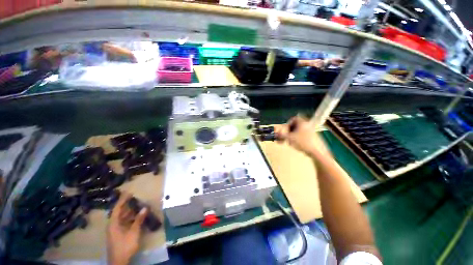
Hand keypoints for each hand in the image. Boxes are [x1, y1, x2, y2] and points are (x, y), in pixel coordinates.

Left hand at [107, 192, 146, 264]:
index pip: (117, 208)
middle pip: (119, 212)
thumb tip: (145, 208)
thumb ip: (139, 219)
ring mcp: (115, 230)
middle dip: (127, 205)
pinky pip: (124, 222)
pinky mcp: (119, 234)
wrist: (119, 261)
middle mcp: (113, 225)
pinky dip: (130, 218)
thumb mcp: (133, 232)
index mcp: (113, 223)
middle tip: (135, 198)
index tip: (129, 192)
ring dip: (130, 212)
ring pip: (122, 218)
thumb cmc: (125, 245)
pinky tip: (137, 216)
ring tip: (138, 205)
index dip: (123, 200)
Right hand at [275, 116, 331, 158]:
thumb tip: (275, 134)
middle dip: (289, 131)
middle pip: (296, 125)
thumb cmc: (303, 142)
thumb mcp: (290, 138)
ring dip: (293, 136)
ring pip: (299, 131)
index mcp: (302, 123)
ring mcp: (312, 131)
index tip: (285, 130)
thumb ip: (281, 135)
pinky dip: (299, 138)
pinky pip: (304, 135)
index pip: (294, 118)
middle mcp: (308, 125)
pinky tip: (297, 145)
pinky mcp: (314, 137)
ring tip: (291, 143)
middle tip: (286, 137)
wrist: (317, 151)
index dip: (288, 123)